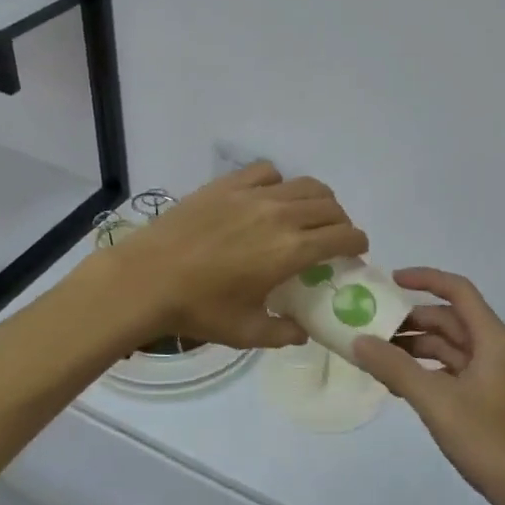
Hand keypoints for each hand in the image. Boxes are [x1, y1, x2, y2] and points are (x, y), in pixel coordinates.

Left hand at [101, 164, 368, 349]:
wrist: (146, 278)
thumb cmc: (198, 309)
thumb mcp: (246, 331)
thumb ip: (283, 332)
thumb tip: (302, 331)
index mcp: (291, 250)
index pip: (343, 236)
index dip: (357, 242)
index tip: (356, 251)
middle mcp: (280, 214)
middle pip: (329, 206)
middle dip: (340, 222)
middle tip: (332, 239)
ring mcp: (252, 194)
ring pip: (304, 184)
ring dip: (317, 200)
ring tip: (306, 216)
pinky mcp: (227, 184)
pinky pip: (266, 172)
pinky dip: (279, 183)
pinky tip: (268, 199)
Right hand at [353, 269, 504, 504]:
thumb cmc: (491, 442)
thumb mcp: (437, 402)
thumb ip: (395, 368)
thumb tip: (358, 340)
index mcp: (492, 339)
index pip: (457, 291)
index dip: (425, 279)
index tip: (388, 281)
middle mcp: (494, 351)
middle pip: (449, 320)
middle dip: (411, 320)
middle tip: (370, 327)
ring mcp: (492, 378)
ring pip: (448, 348)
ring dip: (414, 348)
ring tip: (375, 358)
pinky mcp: (487, 402)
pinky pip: (450, 373)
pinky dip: (424, 372)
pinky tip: (398, 385)